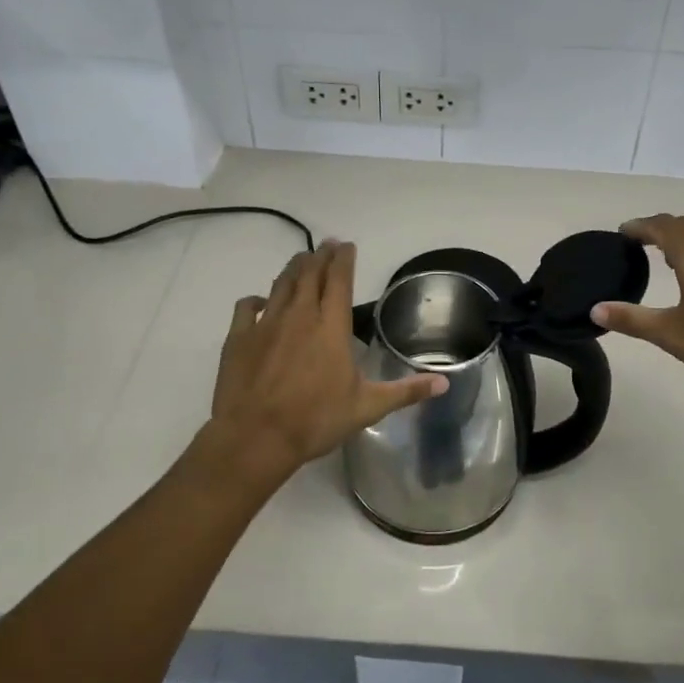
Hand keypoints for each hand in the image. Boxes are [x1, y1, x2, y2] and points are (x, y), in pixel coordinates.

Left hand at [209, 240, 445, 474]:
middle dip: (320, 256)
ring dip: (293, 269)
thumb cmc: (316, 420)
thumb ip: (406, 391)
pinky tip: (260, 301)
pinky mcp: (239, 338)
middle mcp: (299, 315)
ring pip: (281, 284)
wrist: (256, 437)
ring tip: (301, 260)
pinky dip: (256, 299)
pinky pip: (247, 308)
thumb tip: (444, 382)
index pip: (339, 280)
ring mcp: (266, 324)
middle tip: (326, 245)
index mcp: (331, 326)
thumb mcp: (368, 407)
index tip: (347, 245)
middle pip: (310, 274)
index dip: (344, 259)